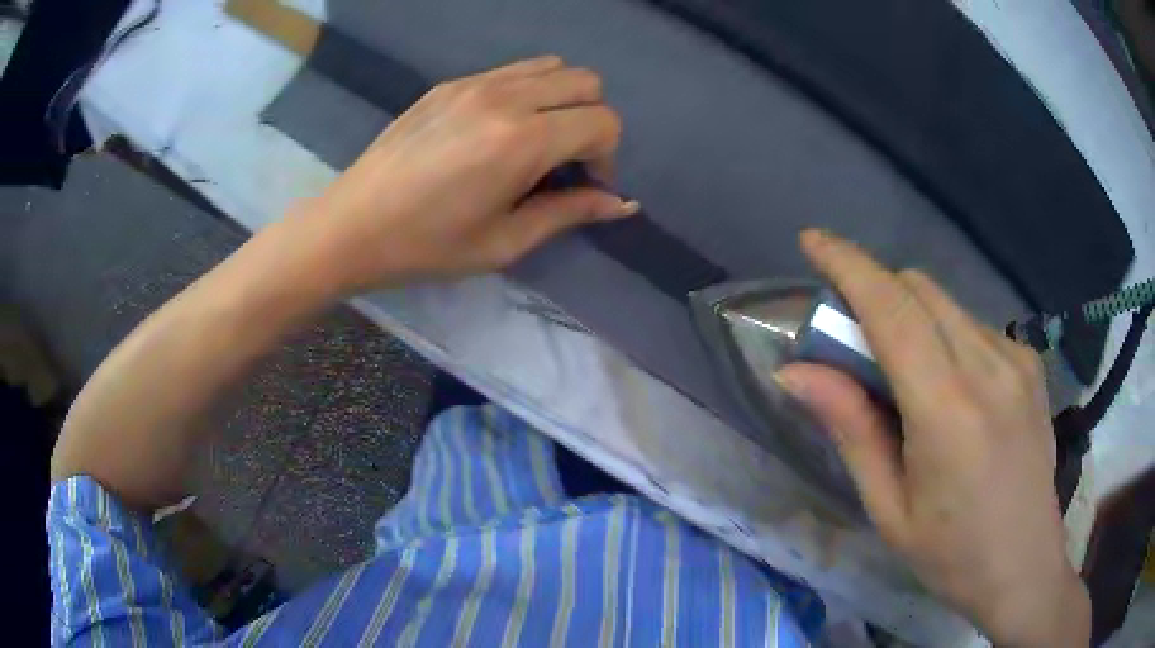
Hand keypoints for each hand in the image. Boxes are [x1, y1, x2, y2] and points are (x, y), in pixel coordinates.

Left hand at [291, 55, 636, 294]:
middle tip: (566, 161)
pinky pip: (512, 71)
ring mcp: (474, 83)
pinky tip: (500, 129)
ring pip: (552, 67)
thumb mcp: (504, 242)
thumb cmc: (426, 246)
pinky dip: (528, 92)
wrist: (351, 225)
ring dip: (562, 100)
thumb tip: (622, 204)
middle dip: (592, 121)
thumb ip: (569, 213)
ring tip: (537, 140)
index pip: (603, 121)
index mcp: (522, 140)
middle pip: (586, 82)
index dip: (607, 157)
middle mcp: (505, 98)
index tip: (584, 186)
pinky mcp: (450, 83)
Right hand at [776, 230, 1089, 646]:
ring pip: (947, 304)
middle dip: (876, 293)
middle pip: (918, 289)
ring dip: (910, 316)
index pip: (891, 309)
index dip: (848, 265)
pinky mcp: (1030, 363)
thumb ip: (851, 430)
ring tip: (903, 377)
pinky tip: (950, 388)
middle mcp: (988, 365)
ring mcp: (1016, 359)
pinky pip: (974, 325)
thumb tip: (798, 372)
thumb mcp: (889, 508)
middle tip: (852, 341)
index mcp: (947, 410)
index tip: (812, 240)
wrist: (1024, 566)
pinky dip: (945, 334)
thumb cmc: (951, 555)